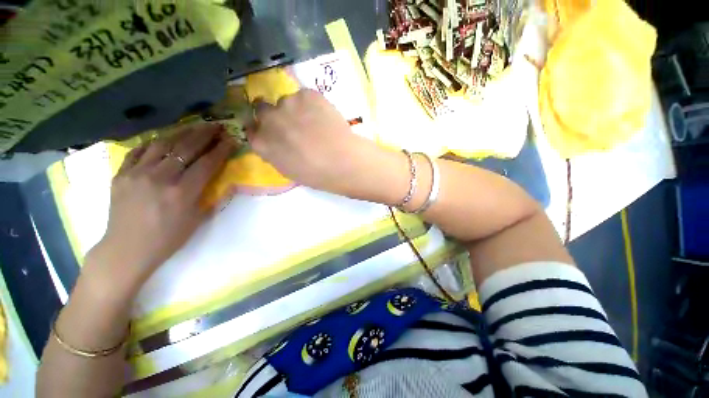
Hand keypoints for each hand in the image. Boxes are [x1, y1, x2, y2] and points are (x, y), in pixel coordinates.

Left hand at [89, 124, 234, 292]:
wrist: (126, 249)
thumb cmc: (168, 238)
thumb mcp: (196, 219)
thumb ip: (208, 195)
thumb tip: (219, 178)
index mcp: (182, 192)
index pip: (207, 163)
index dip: (221, 149)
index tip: (231, 139)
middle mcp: (160, 178)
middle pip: (186, 148)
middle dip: (204, 134)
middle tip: (216, 125)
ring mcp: (137, 173)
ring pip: (163, 144)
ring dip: (182, 133)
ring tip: (194, 127)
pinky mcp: (121, 173)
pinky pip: (139, 150)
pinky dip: (154, 142)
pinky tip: (164, 139)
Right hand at [247, 89, 401, 200]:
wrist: (342, 161)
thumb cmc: (317, 174)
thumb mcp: (289, 170)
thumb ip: (275, 152)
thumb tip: (275, 141)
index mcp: (262, 143)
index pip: (251, 128)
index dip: (262, 128)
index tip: (273, 131)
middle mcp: (269, 120)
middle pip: (262, 108)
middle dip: (275, 115)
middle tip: (293, 123)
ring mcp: (287, 104)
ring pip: (287, 101)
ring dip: (296, 109)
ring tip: (315, 122)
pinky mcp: (307, 94)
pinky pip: (305, 96)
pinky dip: (312, 104)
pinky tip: (324, 117)